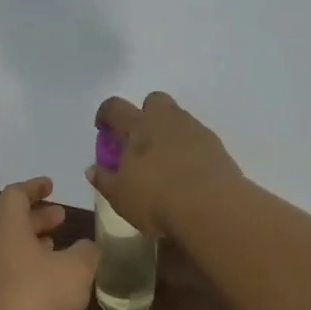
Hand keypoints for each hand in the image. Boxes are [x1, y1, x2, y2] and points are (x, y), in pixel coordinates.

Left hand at [0, 177, 100, 309]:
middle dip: (38, 218)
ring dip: (37, 247)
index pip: (14, 196)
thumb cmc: (39, 297)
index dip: (33, 187)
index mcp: (8, 232)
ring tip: (62, 250)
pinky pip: (15, 279)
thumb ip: (87, 252)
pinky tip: (56, 287)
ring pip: (14, 254)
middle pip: (13, 225)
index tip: (51, 185)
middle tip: (62, 216)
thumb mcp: (76, 269)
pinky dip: (34, 273)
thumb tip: (89, 247)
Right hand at [88, 92, 242, 236]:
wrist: (213, 209)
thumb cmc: (157, 199)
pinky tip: (187, 173)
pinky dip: (189, 149)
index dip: (106, 114)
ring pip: (178, 118)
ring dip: (169, 132)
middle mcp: (167, 120)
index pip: (115, 107)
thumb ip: (104, 180)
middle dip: (145, 114)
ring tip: (164, 162)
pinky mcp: (217, 146)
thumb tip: (93, 169)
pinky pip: (197, 138)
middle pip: (154, 100)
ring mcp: (195, 130)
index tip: (103, 128)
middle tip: (140, 141)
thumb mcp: (120, 196)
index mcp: (139, 126)